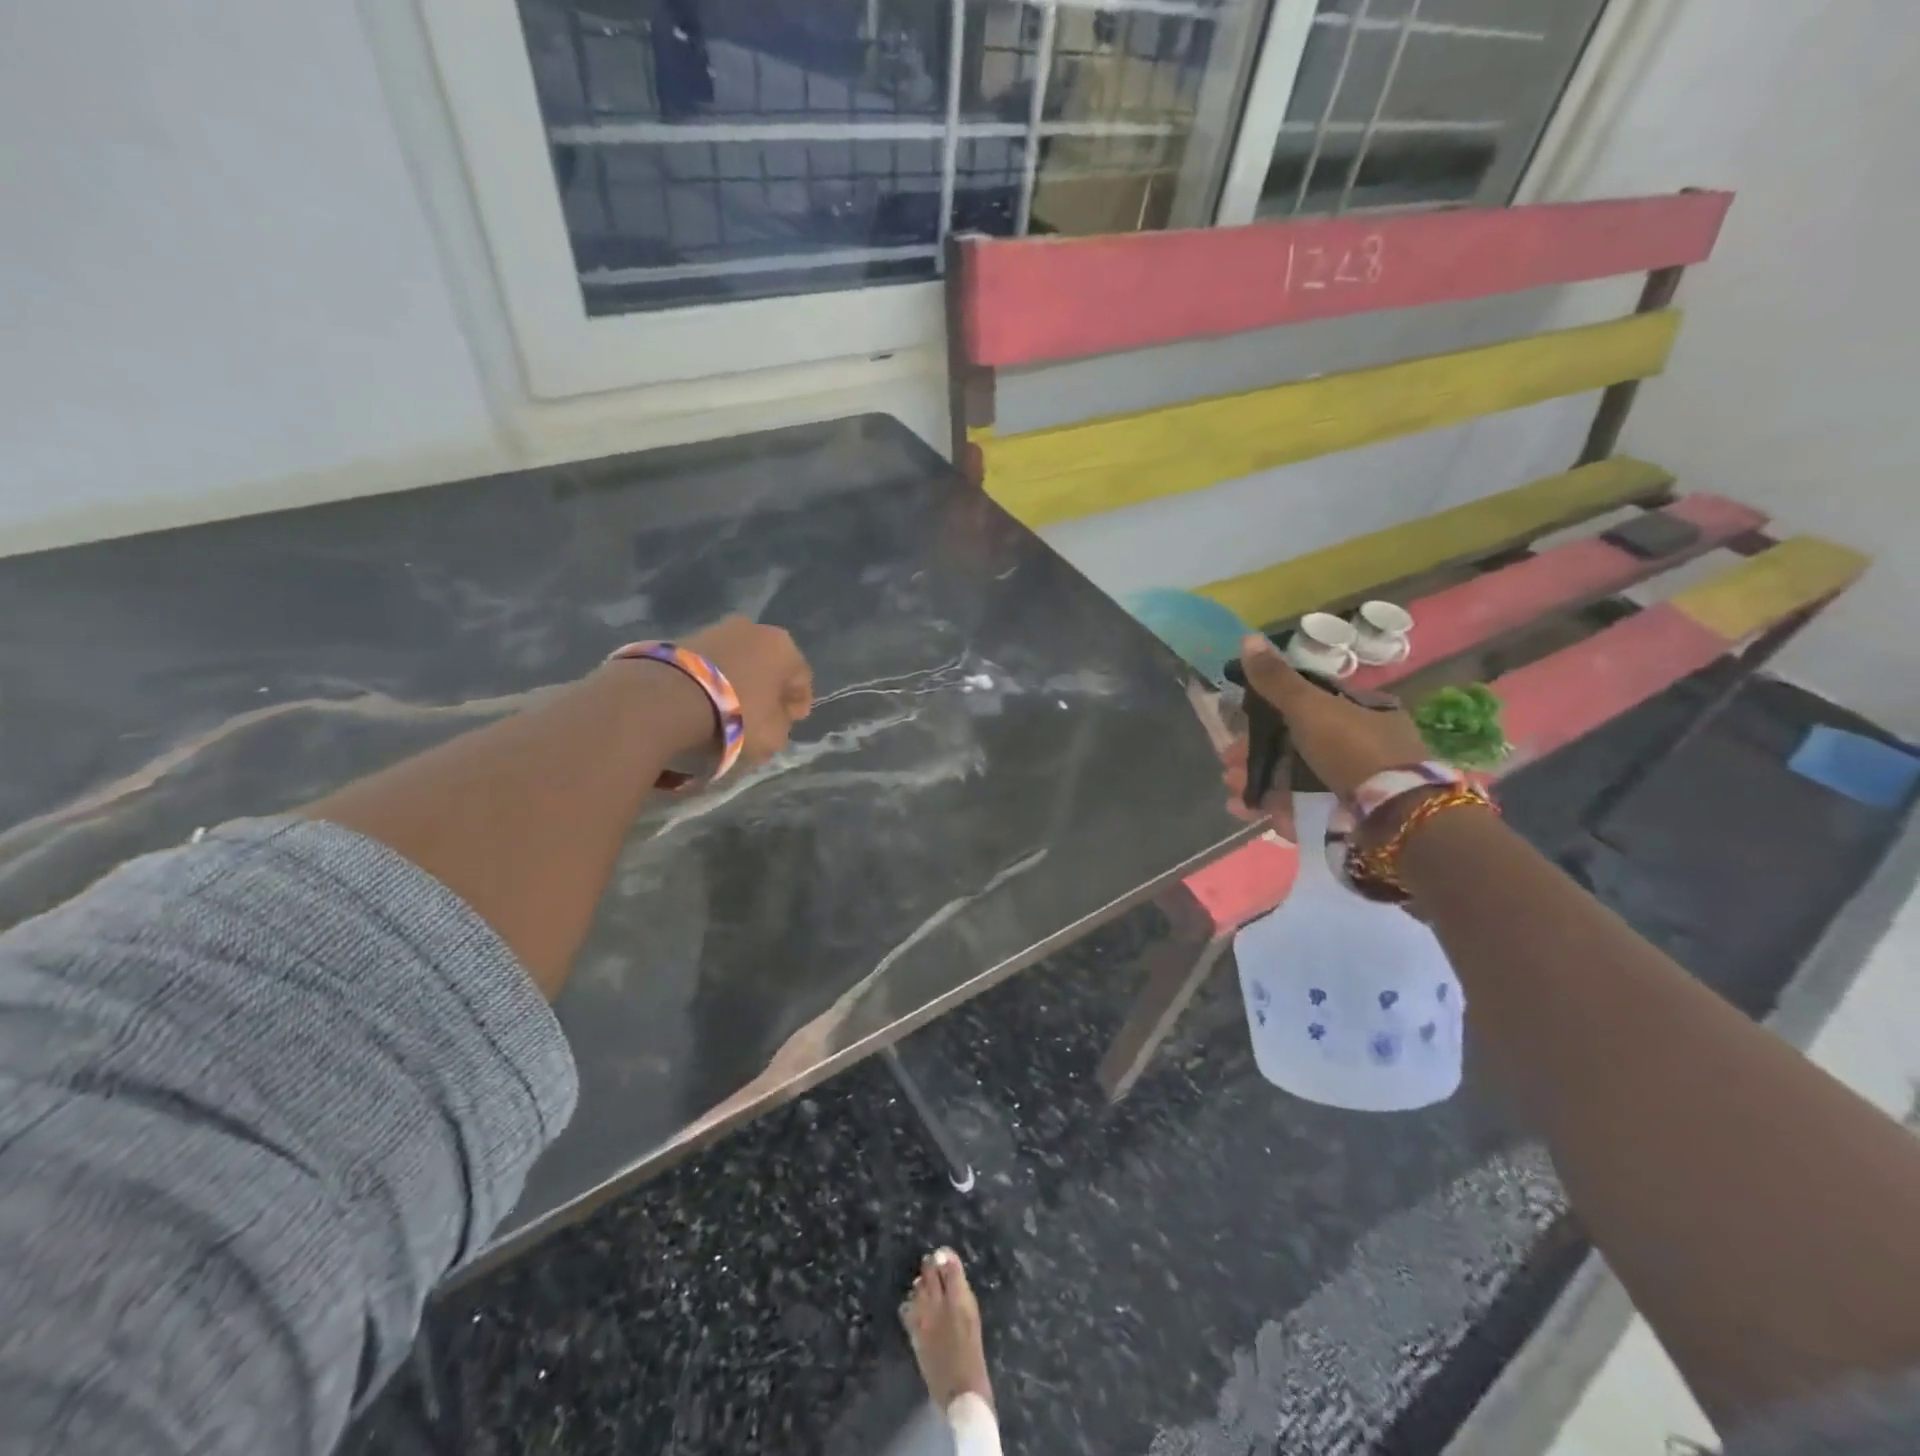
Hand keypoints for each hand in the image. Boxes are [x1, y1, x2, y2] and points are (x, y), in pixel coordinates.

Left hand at [684, 616, 813, 766]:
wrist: (671, 696)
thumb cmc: (737, 713)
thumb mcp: (774, 735)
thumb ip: (783, 727)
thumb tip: (776, 720)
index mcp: (786, 648)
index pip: (802, 680)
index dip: (798, 705)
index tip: (790, 724)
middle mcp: (757, 629)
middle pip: (770, 667)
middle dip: (768, 690)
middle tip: (762, 717)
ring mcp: (719, 628)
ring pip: (741, 662)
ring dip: (740, 682)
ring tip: (730, 710)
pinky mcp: (687, 636)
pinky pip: (713, 664)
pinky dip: (715, 679)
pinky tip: (707, 700)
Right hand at [1232, 633, 1426, 798]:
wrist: (1392, 817)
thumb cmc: (1352, 750)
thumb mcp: (1310, 707)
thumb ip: (1276, 680)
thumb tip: (1247, 637)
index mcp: (1362, 713)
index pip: (1308, 706)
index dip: (1269, 714)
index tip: (1239, 724)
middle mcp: (1360, 747)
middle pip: (1295, 745)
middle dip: (1255, 753)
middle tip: (1228, 762)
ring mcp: (1353, 786)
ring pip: (1293, 779)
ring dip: (1256, 781)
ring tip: (1231, 788)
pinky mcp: (1344, 818)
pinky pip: (1301, 809)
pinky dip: (1271, 808)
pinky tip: (1245, 809)